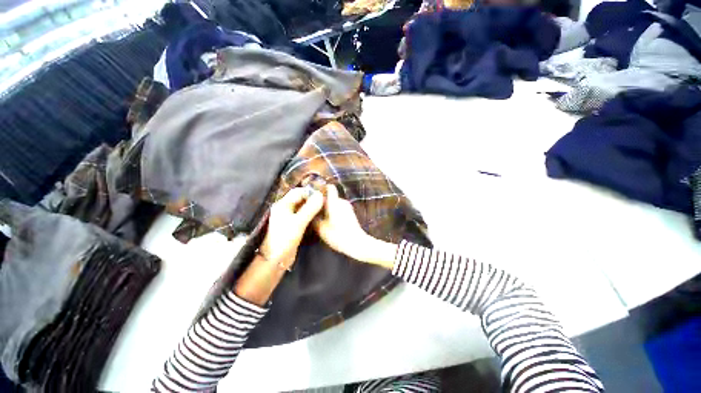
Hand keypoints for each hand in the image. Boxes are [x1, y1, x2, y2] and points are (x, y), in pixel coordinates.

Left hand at [259, 187, 323, 267]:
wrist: (276, 259)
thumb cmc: (285, 238)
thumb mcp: (299, 222)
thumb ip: (310, 208)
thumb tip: (321, 195)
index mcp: (283, 205)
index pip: (298, 192)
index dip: (310, 192)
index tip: (322, 195)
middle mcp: (285, 208)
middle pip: (300, 199)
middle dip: (312, 199)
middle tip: (325, 201)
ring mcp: (288, 217)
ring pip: (302, 207)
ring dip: (312, 206)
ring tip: (324, 208)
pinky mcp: (293, 225)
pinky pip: (303, 215)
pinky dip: (310, 213)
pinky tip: (318, 216)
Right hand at [313, 185, 396, 267]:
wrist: (356, 243)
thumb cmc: (338, 235)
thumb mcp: (321, 228)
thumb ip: (314, 218)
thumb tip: (310, 212)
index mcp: (335, 202)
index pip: (329, 187)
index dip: (321, 188)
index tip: (313, 194)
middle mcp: (342, 202)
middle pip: (330, 196)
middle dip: (322, 201)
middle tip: (313, 208)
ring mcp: (348, 207)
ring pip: (335, 203)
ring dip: (327, 207)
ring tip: (319, 216)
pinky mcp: (350, 213)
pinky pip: (339, 208)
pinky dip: (333, 212)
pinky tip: (328, 221)